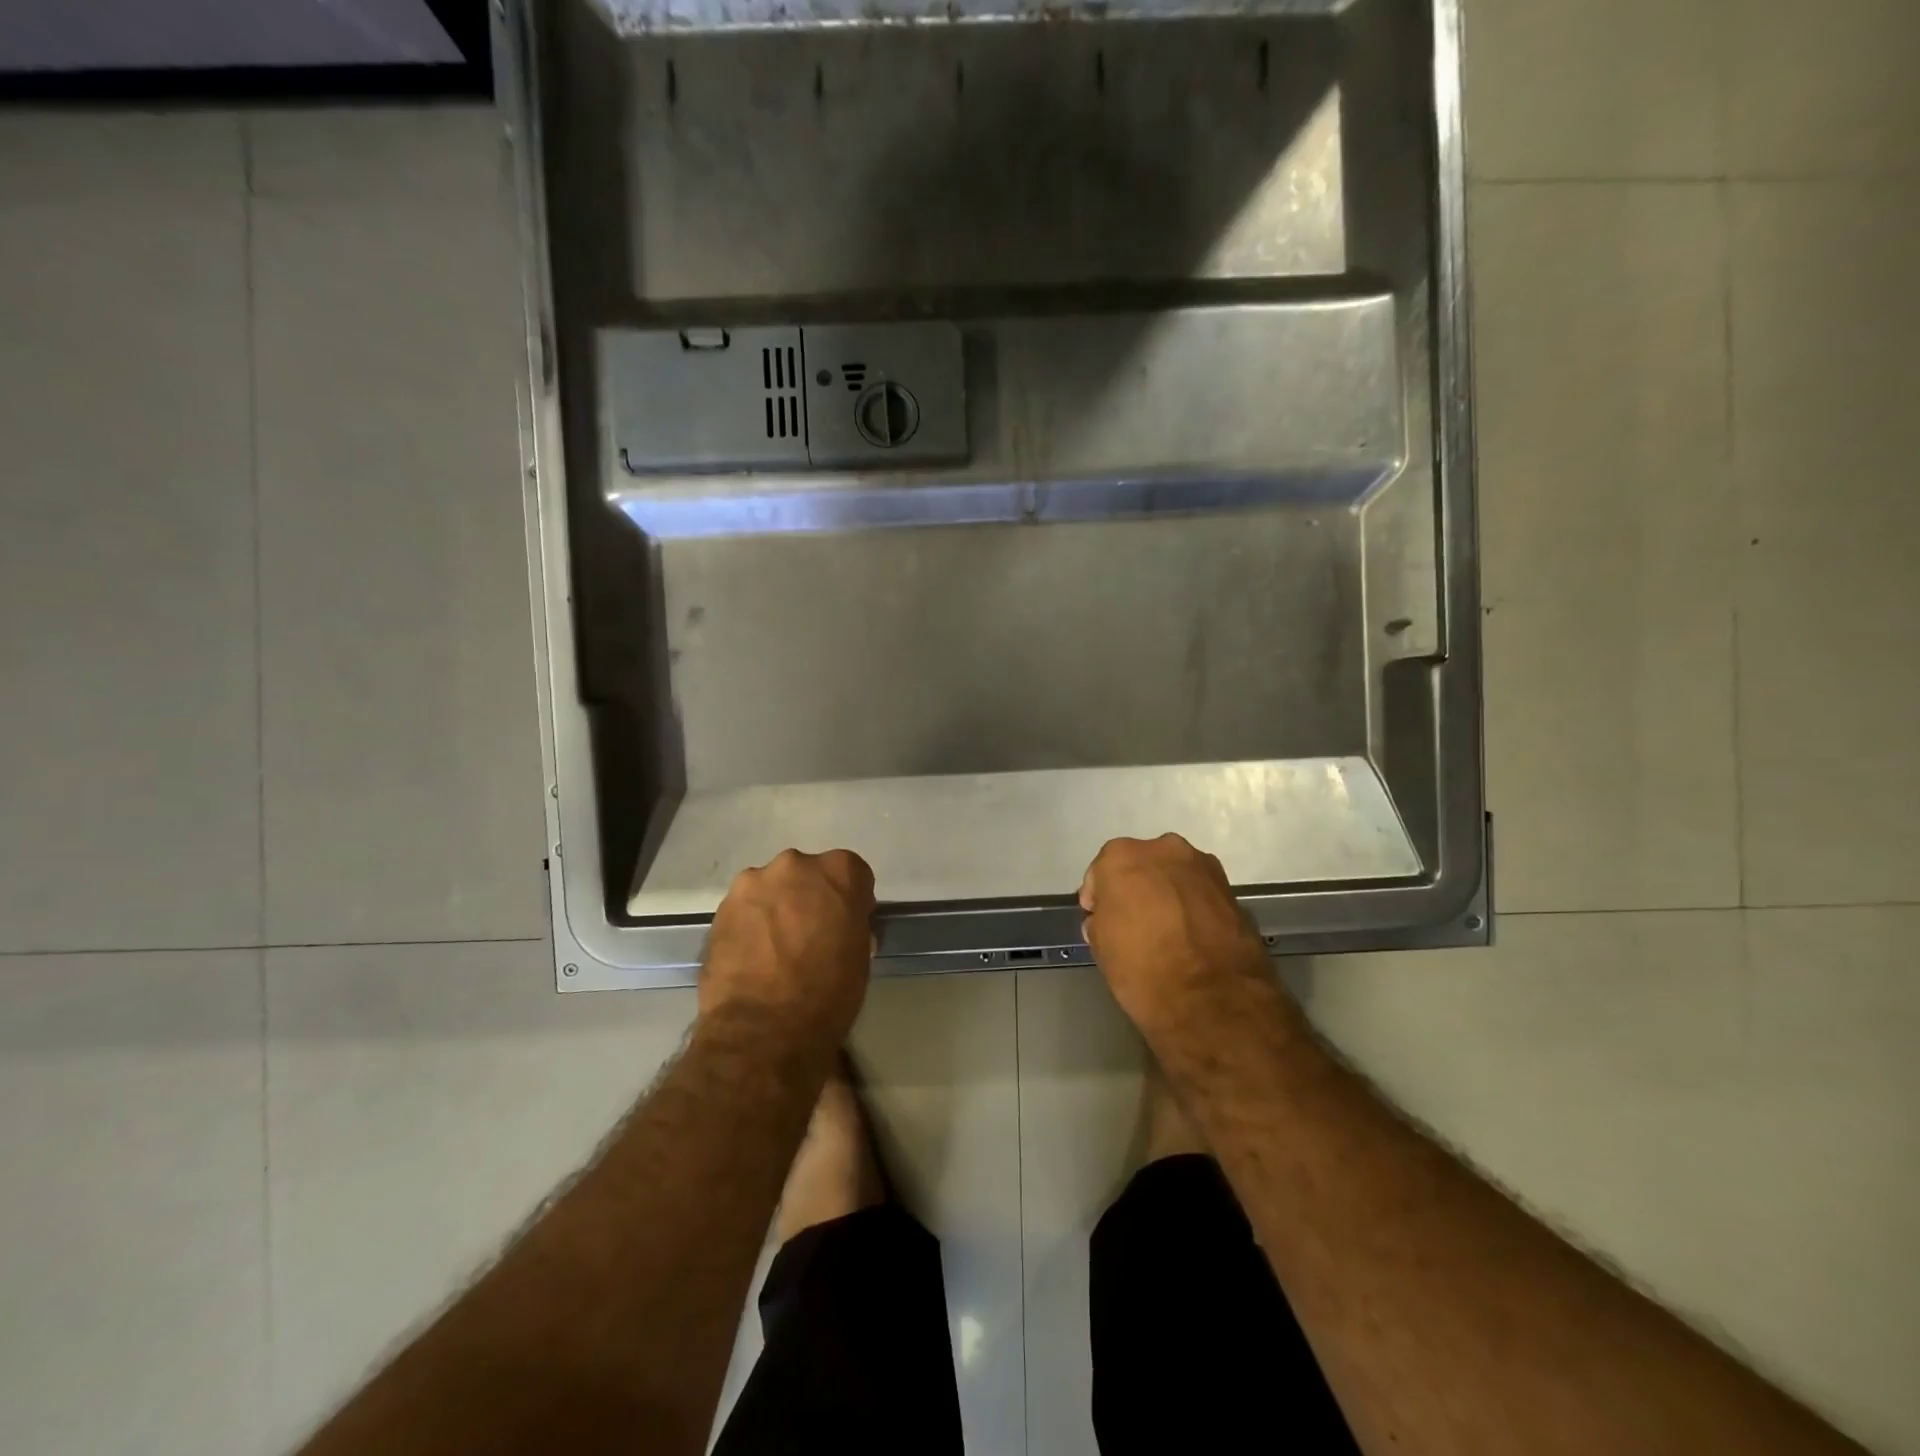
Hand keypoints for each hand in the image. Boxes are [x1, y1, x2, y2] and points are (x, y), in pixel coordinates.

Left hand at [701, 849, 876, 1047]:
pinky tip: (752, 958)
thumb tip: (839, 926)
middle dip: (809, 897)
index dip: (850, 900)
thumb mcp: (859, 956)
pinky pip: (745, 910)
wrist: (763, 1031)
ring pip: (771, 889)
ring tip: (775, 949)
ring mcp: (752, 883)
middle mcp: (795, 864)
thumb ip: (850, 925)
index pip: (852, 873)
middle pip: (807, 874)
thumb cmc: (828, 994)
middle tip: (809, 935)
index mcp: (838, 872)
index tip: (846, 924)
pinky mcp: (720, 908)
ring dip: (776, 909)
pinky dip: (750, 925)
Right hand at [1079, 834, 1277, 1042]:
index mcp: (1121, 857)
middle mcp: (1163, 849)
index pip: (1100, 873)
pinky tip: (1193, 938)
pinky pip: (1201, 894)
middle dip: (1136, 889)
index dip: (1099, 899)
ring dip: (1168, 895)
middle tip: (1134, 923)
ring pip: (1174, 877)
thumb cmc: (1143, 969)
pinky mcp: (1232, 890)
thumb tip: (1109, 917)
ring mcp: (1203, 866)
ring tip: (1168, 932)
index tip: (1099, 921)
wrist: (1214, 1001)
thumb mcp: (1101, 947)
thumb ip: (1101, 919)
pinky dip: (1194, 908)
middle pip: (1141, 866)